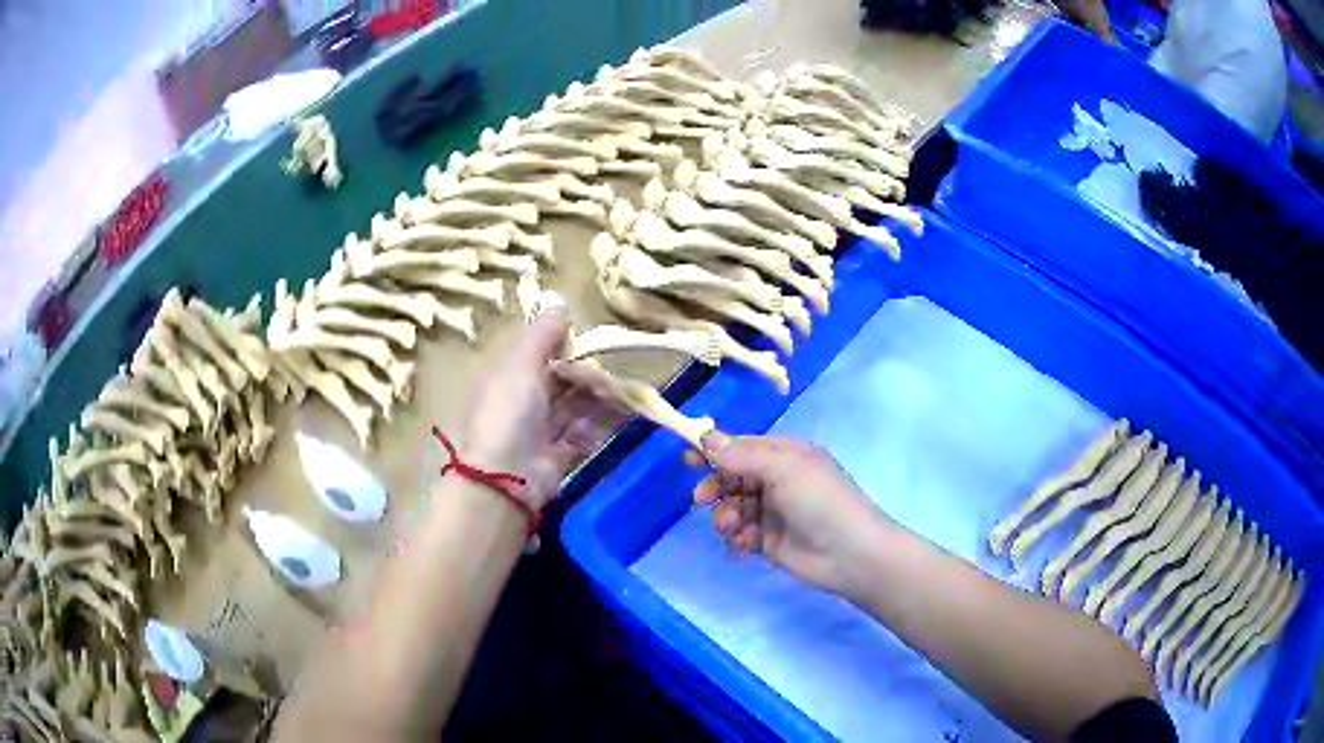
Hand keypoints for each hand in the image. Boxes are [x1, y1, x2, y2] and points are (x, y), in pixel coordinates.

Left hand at [461, 311, 613, 508]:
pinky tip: (598, 427)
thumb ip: (542, 334)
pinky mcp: (555, 459)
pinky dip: (590, 431)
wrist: (506, 477)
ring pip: (573, 409)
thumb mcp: (522, 364)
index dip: (564, 349)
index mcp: (507, 379)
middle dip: (585, 377)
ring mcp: (538, 434)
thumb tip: (558, 301)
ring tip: (616, 397)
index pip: (539, 357)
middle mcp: (521, 405)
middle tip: (607, 376)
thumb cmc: (509, 412)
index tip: (588, 346)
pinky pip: (578, 438)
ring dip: (594, 401)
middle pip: (560, 383)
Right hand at [689, 433, 893, 597]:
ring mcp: (772, 512)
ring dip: (726, 515)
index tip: (686, 458)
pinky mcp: (768, 542)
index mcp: (784, 456)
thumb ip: (741, 454)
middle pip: (732, 478)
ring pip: (732, 507)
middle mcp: (777, 481)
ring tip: (734, 527)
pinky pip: (740, 533)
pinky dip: (738, 537)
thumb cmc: (820, 500)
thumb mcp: (783, 468)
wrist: (849, 553)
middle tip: (702, 498)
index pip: (741, 447)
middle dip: (715, 487)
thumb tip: (706, 437)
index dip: (713, 451)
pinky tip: (746, 543)